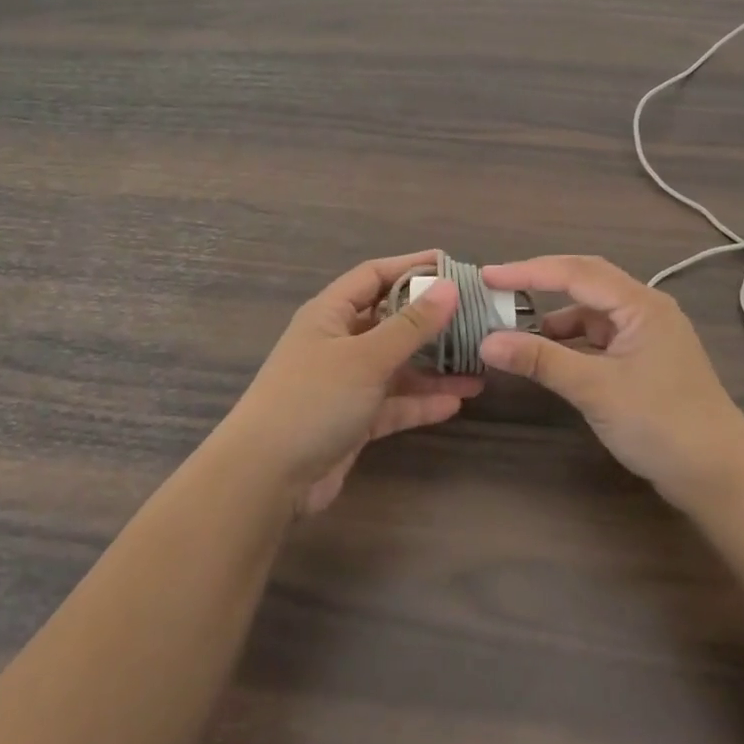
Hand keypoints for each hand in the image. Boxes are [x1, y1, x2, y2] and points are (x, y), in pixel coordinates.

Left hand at [222, 251, 479, 515]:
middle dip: (430, 321)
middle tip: (475, 317)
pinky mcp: (352, 421)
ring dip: (433, 367)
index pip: (374, 275)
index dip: (411, 266)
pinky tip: (456, 403)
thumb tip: (450, 287)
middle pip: (390, 320)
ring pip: (396, 366)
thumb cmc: (313, 400)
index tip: (453, 266)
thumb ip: (411, 325)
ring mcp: (344, 383)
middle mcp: (337, 342)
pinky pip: (393, 403)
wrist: (265, 477)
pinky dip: (420, 402)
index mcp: (330, 313)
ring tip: (477, 366)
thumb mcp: (366, 357)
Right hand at [479, 255, 743, 510]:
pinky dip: (571, 342)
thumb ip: (541, 360)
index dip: (528, 271)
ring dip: (555, 317)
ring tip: (517, 329)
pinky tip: (551, 357)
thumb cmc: (662, 424)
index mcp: (640, 304)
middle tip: (498, 288)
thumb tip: (486, 341)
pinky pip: (600, 338)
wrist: (722, 478)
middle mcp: (645, 309)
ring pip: (591, 312)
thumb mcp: (596, 389)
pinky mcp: (645, 361)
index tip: (487, 276)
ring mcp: (647, 335)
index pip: (575, 272)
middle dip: (541, 283)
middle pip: (585, 281)